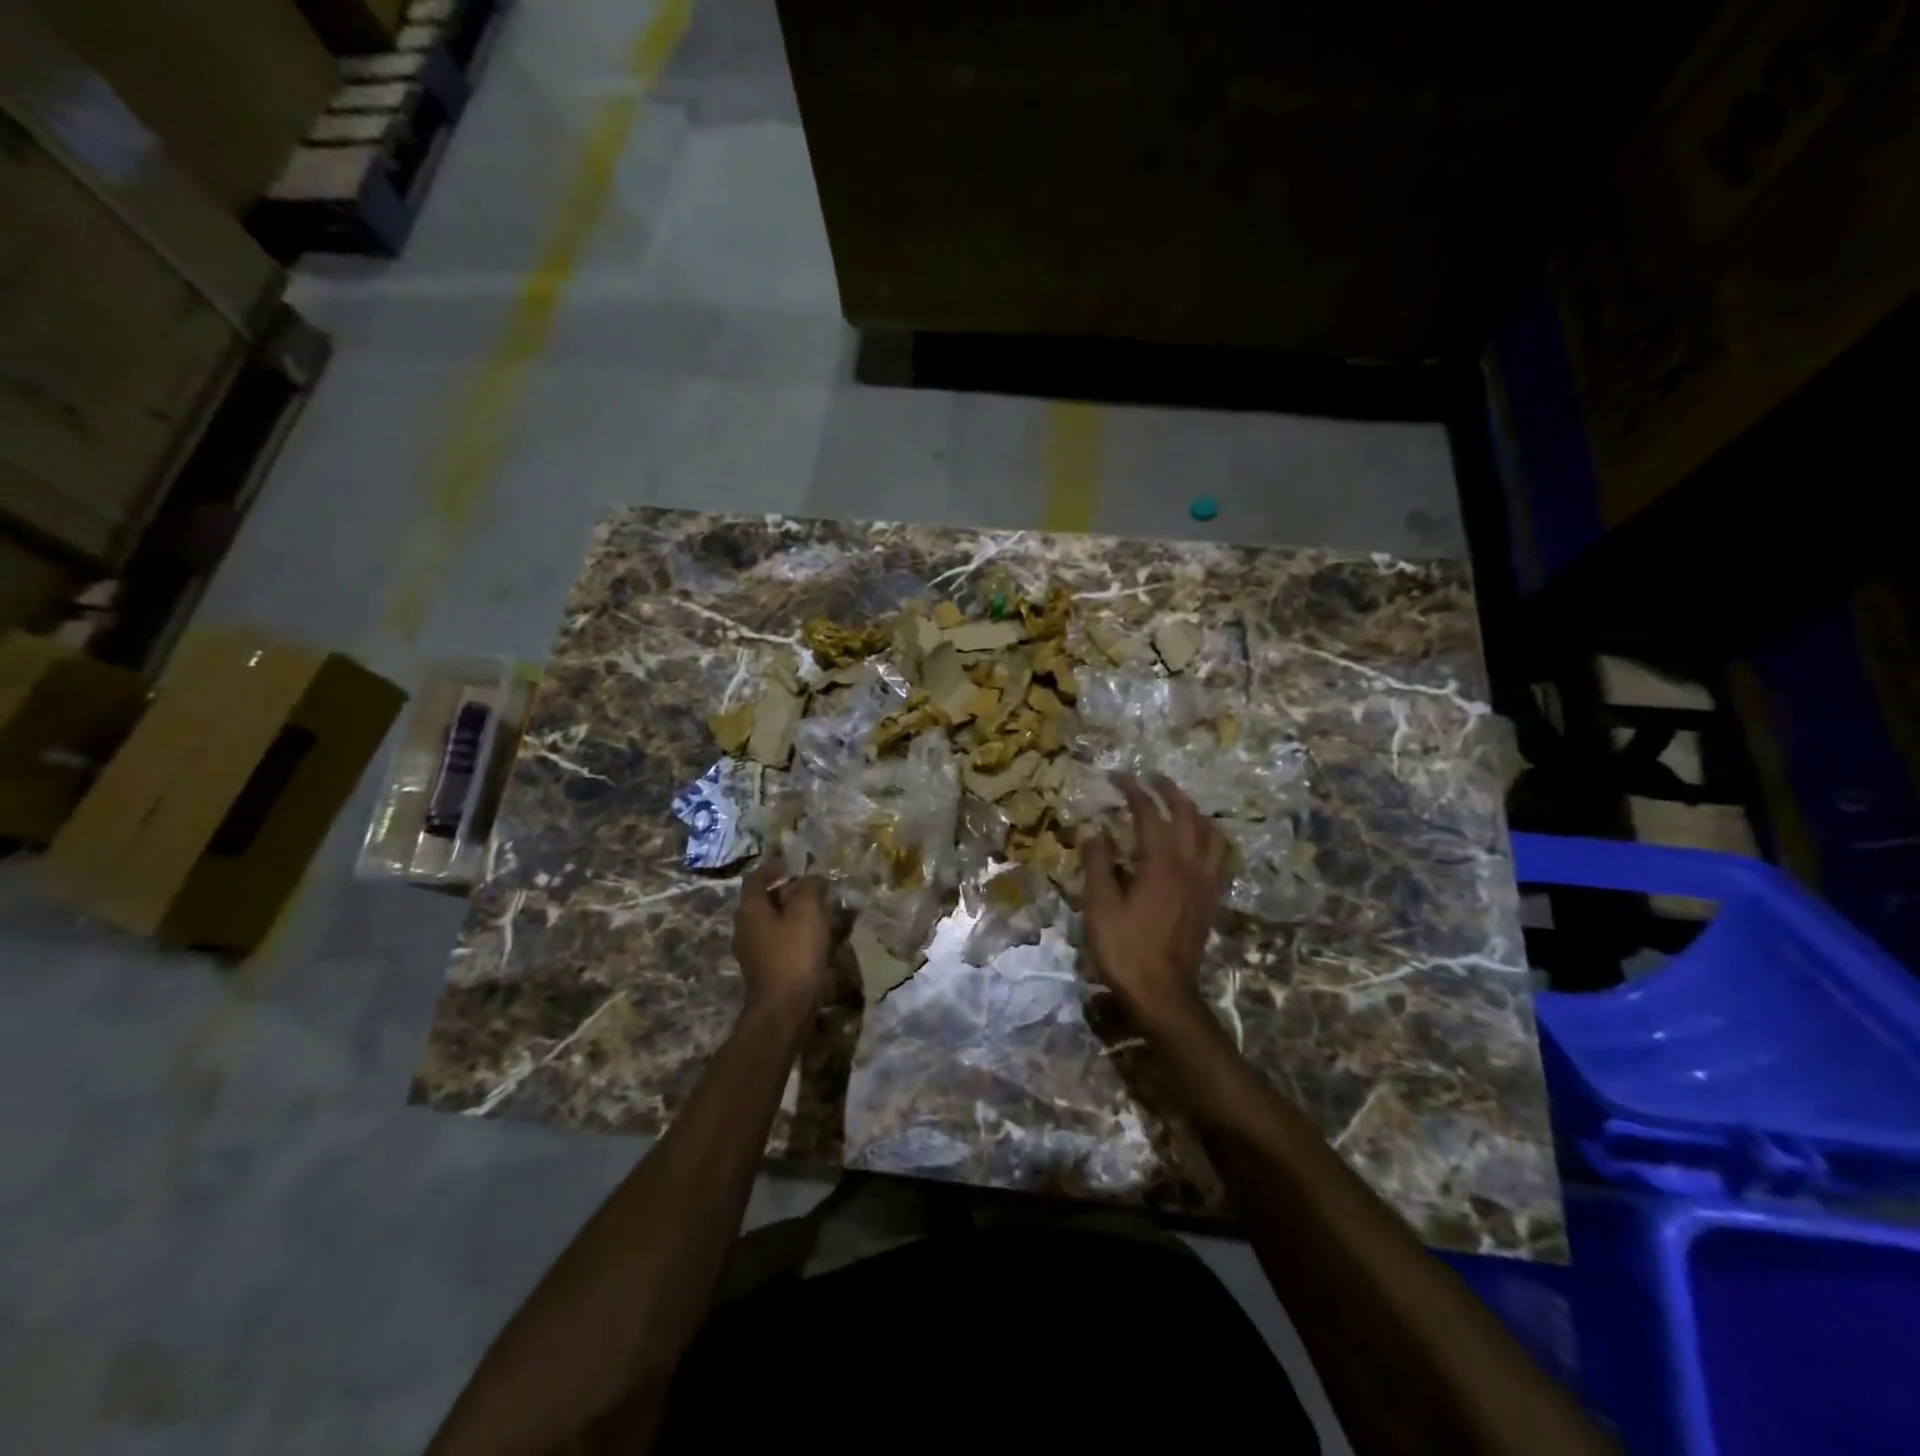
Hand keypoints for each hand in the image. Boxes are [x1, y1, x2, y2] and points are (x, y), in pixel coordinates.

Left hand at [733, 857, 833, 1020]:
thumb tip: (814, 878)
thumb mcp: (807, 912)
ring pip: (774, 922)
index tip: (796, 864)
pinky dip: (797, 934)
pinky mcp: (766, 969)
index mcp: (750, 909)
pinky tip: (819, 938)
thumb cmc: (794, 955)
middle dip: (790, 890)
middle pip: (765, 899)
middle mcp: (745, 928)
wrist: (785, 1010)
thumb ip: (810, 888)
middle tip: (816, 887)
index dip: (775, 866)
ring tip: (823, 911)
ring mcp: (753, 951)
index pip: (757, 877)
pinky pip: (781, 942)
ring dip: (795, 913)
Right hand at [1080, 774, 1229, 1031]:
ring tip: (1179, 805)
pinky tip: (1198, 844)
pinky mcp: (1211, 901)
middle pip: (1187, 816)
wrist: (1163, 994)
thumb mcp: (1099, 907)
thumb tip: (1094, 830)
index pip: (1149, 814)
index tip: (1118, 776)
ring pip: (1211, 834)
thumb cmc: (1125, 950)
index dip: (1134, 791)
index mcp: (1160, 864)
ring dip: (1194, 812)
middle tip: (1152, 778)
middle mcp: (1189, 866)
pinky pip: (1218, 858)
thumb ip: (1097, 864)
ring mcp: (1205, 884)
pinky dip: (1209, 839)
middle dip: (1169, 791)